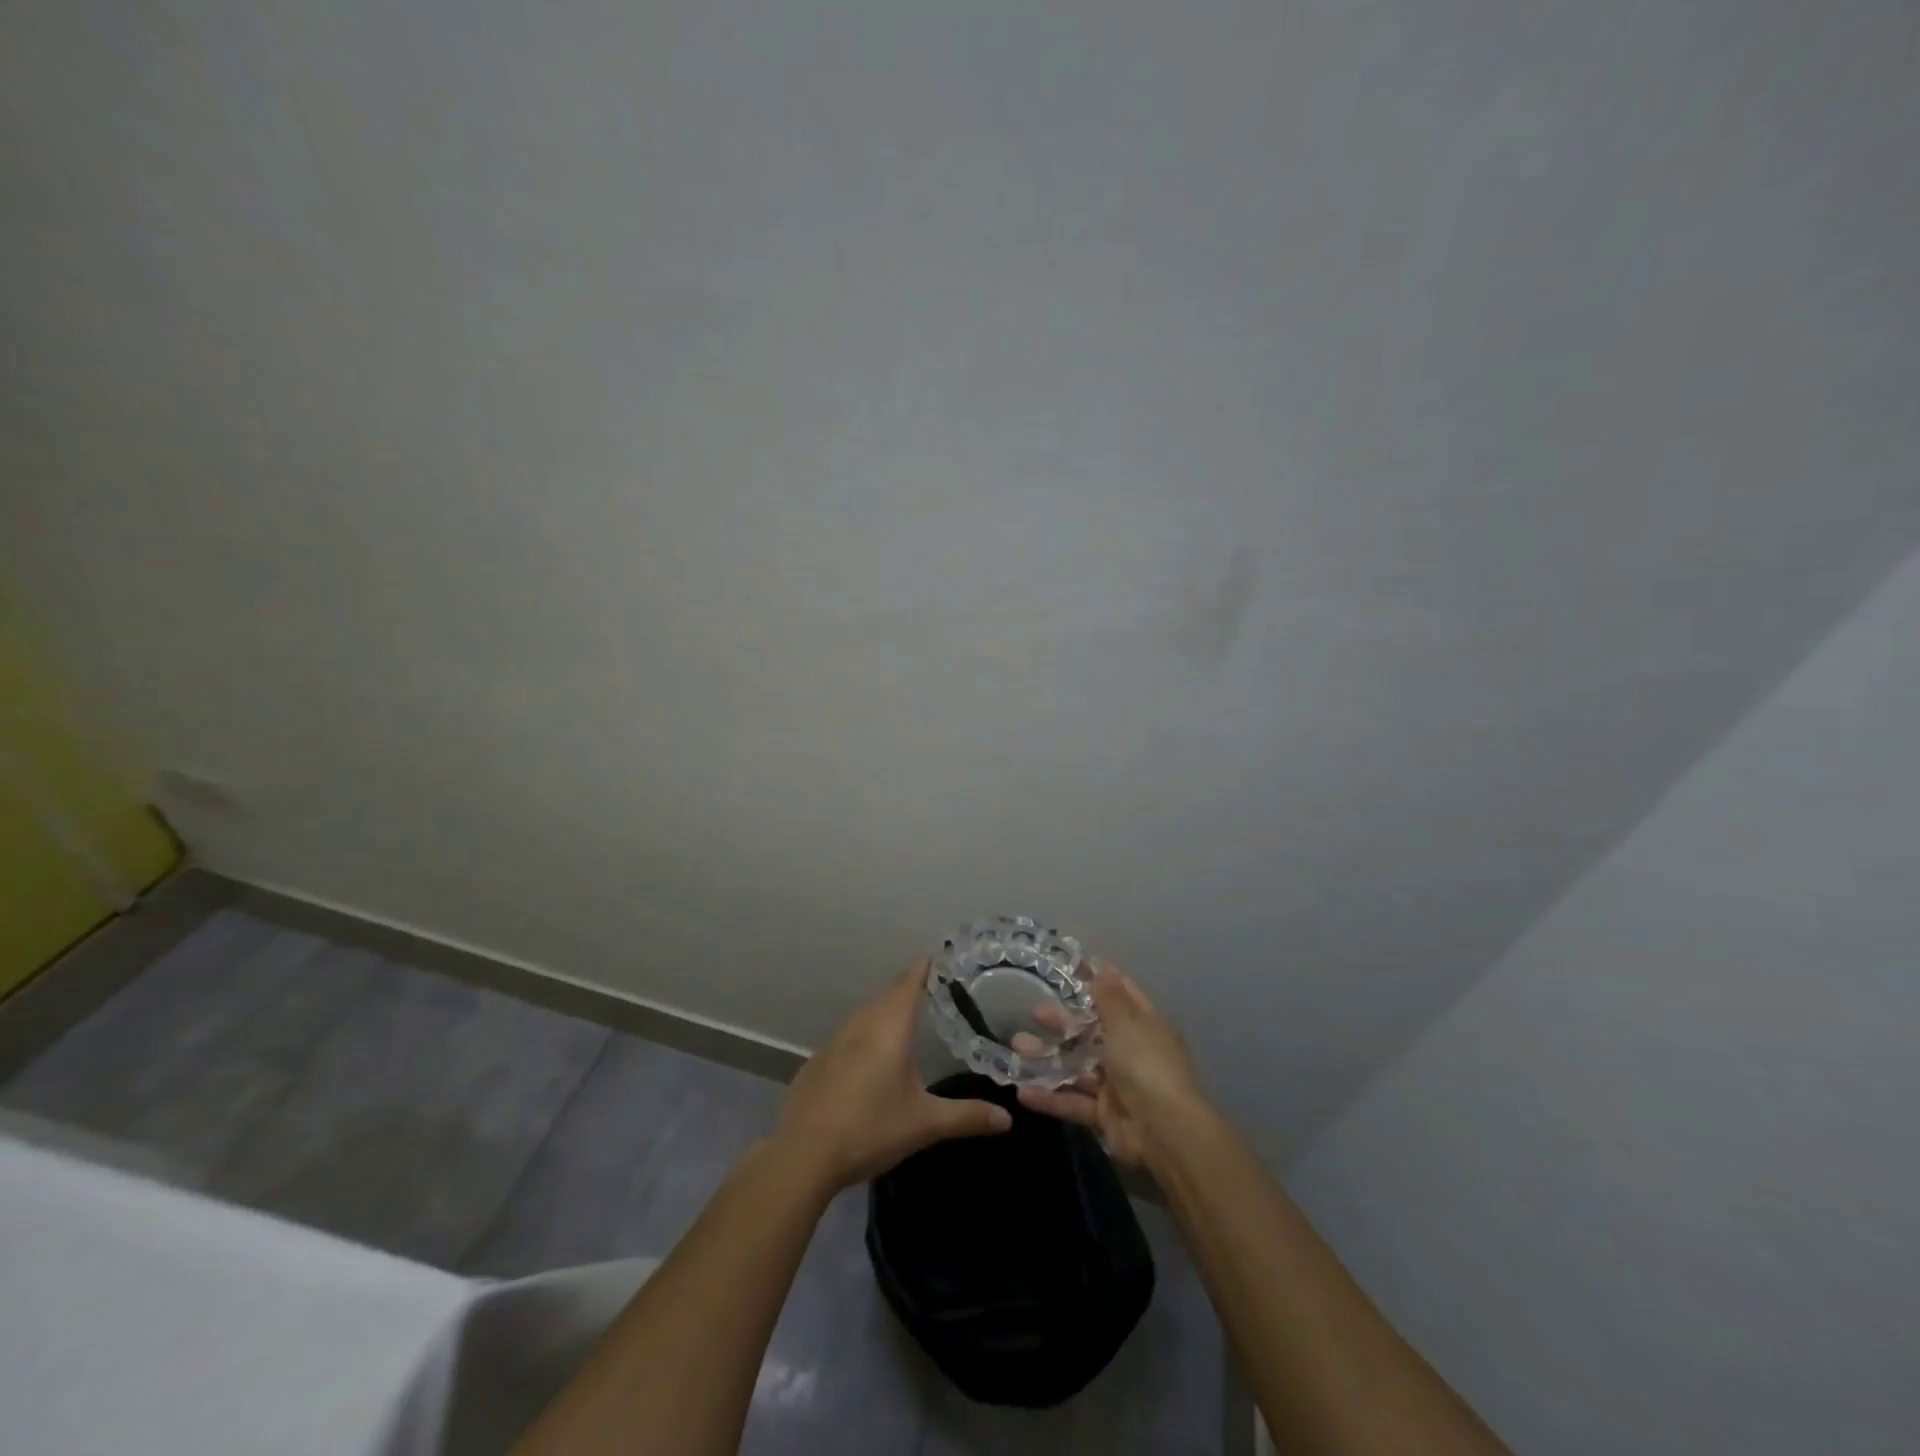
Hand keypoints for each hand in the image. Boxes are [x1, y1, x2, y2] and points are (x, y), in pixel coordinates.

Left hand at [774, 959, 1011, 1192]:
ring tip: (903, 1013)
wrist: (804, 1155)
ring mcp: (834, 1042)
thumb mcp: (924, 1124)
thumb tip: (1007, 1118)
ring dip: (884, 1007)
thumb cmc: (871, 1129)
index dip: (923, 967)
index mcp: (889, 1028)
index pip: (909, 983)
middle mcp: (861, 1025)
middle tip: (929, 982)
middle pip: (886, 994)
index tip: (937, 954)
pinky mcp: (817, 1062)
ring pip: (865, 1013)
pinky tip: (868, 1053)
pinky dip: (864, 1032)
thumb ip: (966, 1117)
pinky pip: (847, 1035)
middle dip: (907, 985)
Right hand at [1017, 963, 1201, 1167]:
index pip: (1122, 996)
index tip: (1073, 967)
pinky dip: (1049, 1098)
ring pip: (1077, 1067)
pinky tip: (1022, 1092)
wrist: (1163, 1131)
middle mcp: (1132, 1052)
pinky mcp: (1104, 1115)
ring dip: (1047, 1058)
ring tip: (1016, 1048)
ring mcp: (1117, 1085)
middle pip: (1092, 1032)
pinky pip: (1073, 1101)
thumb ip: (1109, 998)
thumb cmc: (1146, 1064)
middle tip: (1035, 1012)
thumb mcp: (1127, 1024)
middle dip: (1063, 1022)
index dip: (1101, 981)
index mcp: (1144, 1026)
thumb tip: (1103, 967)